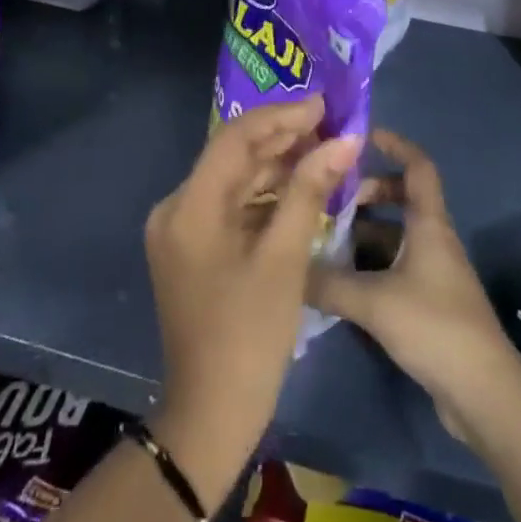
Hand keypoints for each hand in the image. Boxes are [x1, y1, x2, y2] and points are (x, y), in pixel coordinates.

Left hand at [145, 96, 360, 512]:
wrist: (210, 417)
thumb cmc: (249, 336)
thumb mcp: (285, 259)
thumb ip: (310, 191)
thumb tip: (343, 141)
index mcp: (189, 206)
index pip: (235, 138)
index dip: (281, 116)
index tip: (323, 105)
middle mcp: (177, 207)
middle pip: (233, 156)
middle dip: (282, 138)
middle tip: (330, 125)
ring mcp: (182, 229)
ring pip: (234, 180)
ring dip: (277, 165)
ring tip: (323, 150)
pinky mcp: (193, 248)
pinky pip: (231, 206)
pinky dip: (265, 195)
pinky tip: (300, 188)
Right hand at [308, 130, 520, 447]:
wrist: (483, 394)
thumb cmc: (434, 326)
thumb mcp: (374, 301)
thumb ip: (328, 283)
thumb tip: (287, 267)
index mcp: (429, 224)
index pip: (417, 166)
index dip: (394, 144)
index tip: (362, 135)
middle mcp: (433, 239)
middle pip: (401, 198)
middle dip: (366, 193)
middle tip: (330, 200)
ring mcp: (432, 272)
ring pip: (393, 235)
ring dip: (363, 233)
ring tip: (324, 240)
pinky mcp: (428, 303)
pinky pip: (393, 267)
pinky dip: (368, 265)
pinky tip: (339, 282)